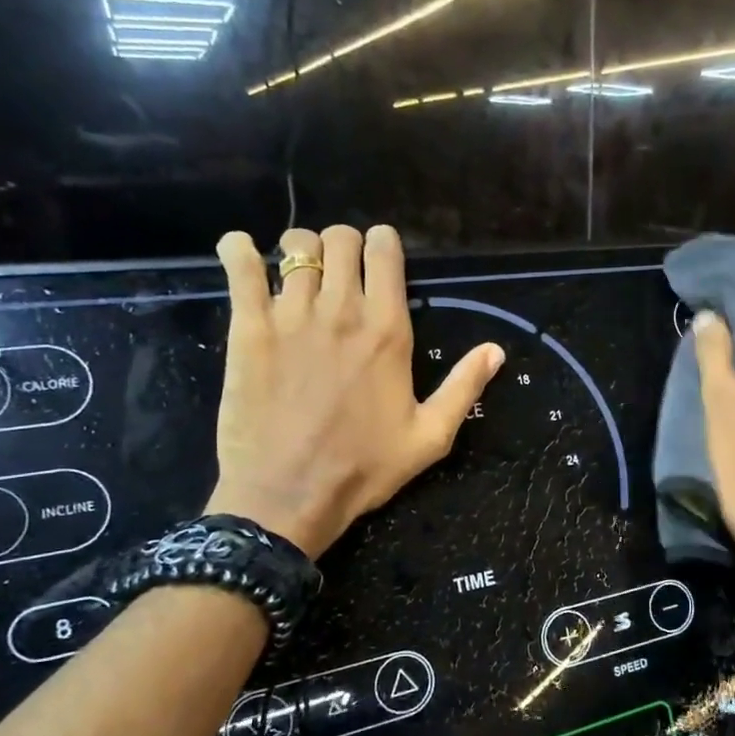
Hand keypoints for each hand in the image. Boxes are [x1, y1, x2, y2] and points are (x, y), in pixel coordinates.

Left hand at [205, 224, 504, 557]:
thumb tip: (495, 350)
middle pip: (340, 238)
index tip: (379, 262)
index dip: (382, 245)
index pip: (384, 250)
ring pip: (296, 245)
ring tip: (298, 273)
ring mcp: (290, 316)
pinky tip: (243, 254)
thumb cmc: (363, 469)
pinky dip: (239, 251)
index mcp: (388, 330)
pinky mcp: (247, 329)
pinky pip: (239, 266)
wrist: (289, 496)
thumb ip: (463, 388)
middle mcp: (341, 311)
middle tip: (340, 272)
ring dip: (301, 249)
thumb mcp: (430, 437)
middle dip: (343, 245)